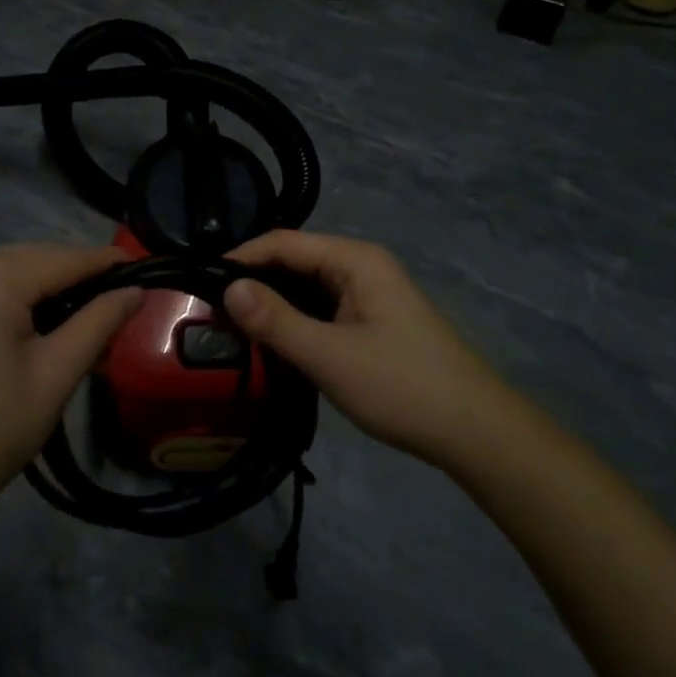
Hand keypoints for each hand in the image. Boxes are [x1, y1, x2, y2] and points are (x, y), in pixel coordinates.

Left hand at [0, 244, 143, 511]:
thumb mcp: (55, 375)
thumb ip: (99, 322)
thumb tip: (135, 290)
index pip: (63, 259)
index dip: (106, 263)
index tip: (144, 268)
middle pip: (33, 259)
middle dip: (75, 275)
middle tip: (118, 299)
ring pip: (7, 270)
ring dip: (45, 286)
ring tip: (83, 312)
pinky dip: (13, 296)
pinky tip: (35, 321)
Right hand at [224, 231, 502, 467]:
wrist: (476, 433)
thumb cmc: (402, 386)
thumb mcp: (330, 356)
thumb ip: (276, 321)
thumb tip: (227, 288)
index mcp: (355, 260)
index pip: (283, 243)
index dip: (241, 258)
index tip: (200, 282)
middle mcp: (362, 267)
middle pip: (294, 261)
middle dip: (253, 281)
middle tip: (209, 310)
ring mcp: (370, 295)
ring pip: (307, 287)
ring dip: (273, 304)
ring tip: (231, 327)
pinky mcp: (372, 322)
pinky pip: (322, 309)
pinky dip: (294, 320)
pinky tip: (272, 342)